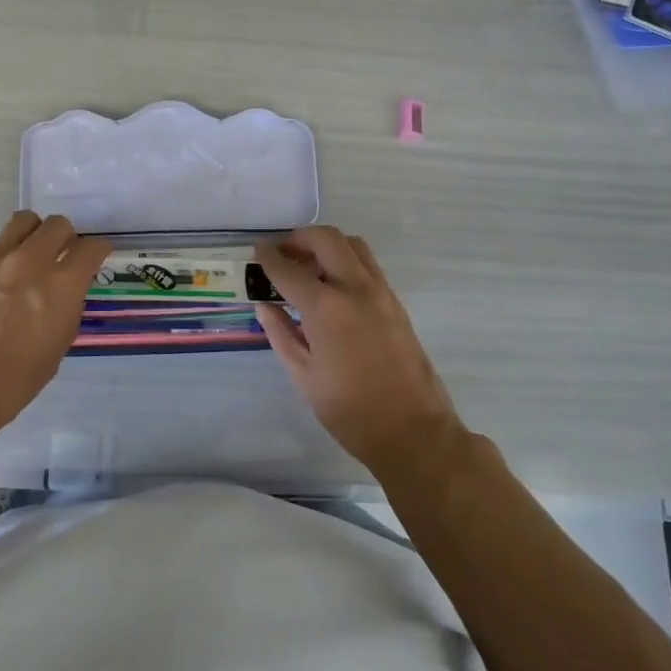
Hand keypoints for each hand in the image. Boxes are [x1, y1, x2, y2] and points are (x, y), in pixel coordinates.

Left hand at [0, 212, 108, 434]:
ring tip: (27, 255)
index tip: (93, 259)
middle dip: (65, 238)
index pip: (92, 247)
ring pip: (22, 222)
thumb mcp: (57, 346)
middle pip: (58, 224)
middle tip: (59, 256)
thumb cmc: (14, 380)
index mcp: (60, 285)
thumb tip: (66, 290)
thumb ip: (67, 307)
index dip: (97, 252)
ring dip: (32, 235)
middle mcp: (29, 261)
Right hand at [253, 227, 465, 475]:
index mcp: (327, 308)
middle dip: (299, 238)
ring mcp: (381, 292)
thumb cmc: (350, 411)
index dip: (269, 257)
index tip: (257, 251)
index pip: (289, 269)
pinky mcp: (396, 302)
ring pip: (353, 245)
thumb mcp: (304, 377)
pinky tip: (332, 285)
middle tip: (282, 253)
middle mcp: (356, 288)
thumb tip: (264, 306)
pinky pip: (367, 264)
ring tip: (308, 266)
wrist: (413, 432)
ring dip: (326, 245)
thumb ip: (281, 334)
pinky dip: (345, 260)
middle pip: (326, 239)